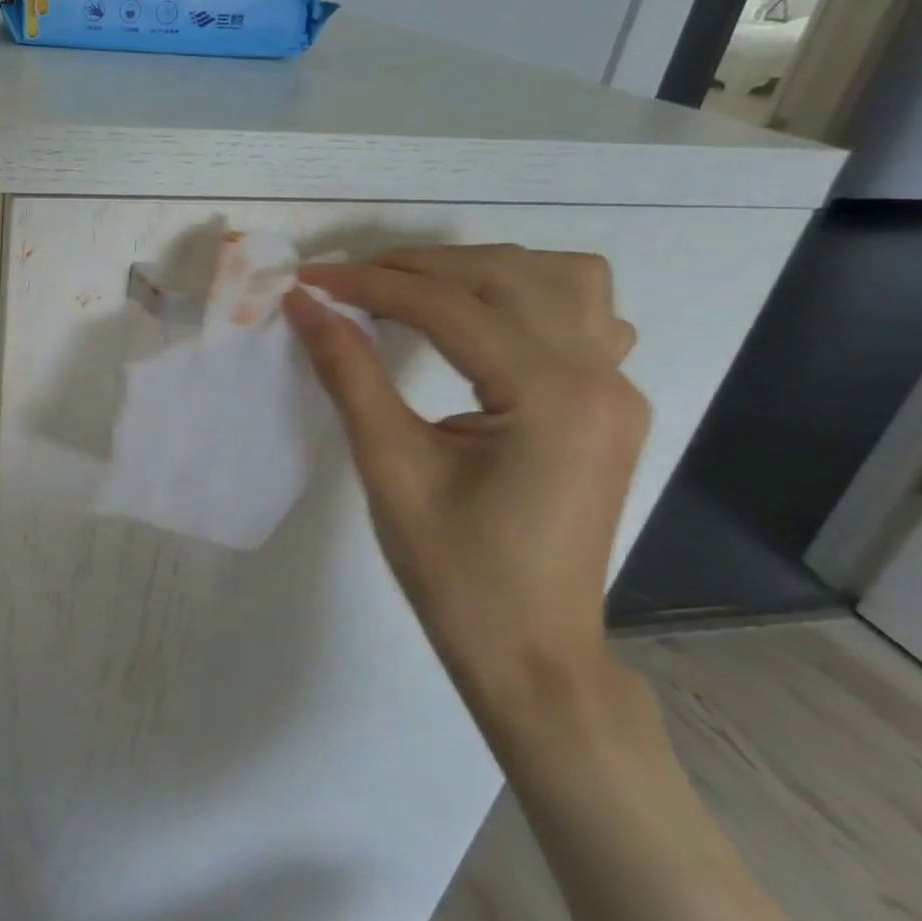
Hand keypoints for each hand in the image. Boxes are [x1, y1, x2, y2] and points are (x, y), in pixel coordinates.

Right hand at [283, 245, 648, 720]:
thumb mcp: (389, 467)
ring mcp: (617, 389)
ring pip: (559, 279)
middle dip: (417, 266)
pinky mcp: (611, 405)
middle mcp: (599, 377)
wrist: (531, 654)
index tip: (308, 278)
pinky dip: (527, 297)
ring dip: (480, 270)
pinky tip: (484, 323)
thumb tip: (304, 304)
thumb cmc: (455, 572)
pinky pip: (584, 317)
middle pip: (506, 275)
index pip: (449, 306)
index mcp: (550, 396)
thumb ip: (348, 373)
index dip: (369, 284)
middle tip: (347, 281)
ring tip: (414, 291)